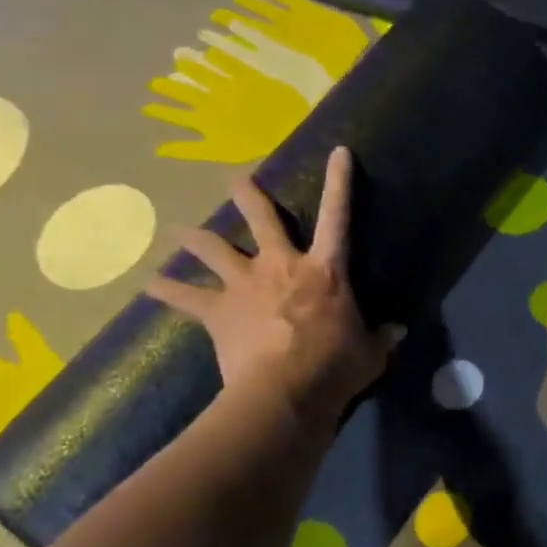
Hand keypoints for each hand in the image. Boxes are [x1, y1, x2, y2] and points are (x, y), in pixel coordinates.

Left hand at [147, 147, 397, 423]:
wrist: (283, 394)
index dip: (340, 182)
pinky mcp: (218, 312)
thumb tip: (397, 331)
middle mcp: (281, 266)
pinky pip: (185, 298)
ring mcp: (245, 285)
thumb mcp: (369, 354)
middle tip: (235, 178)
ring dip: (195, 237)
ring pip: (213, 249)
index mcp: (324, 271)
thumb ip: (381, 338)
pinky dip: (166, 291)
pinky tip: (149, 285)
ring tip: (177, 229)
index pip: (338, 216)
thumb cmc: (334, 368)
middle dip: (249, 194)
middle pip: (262, 218)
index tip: (339, 152)